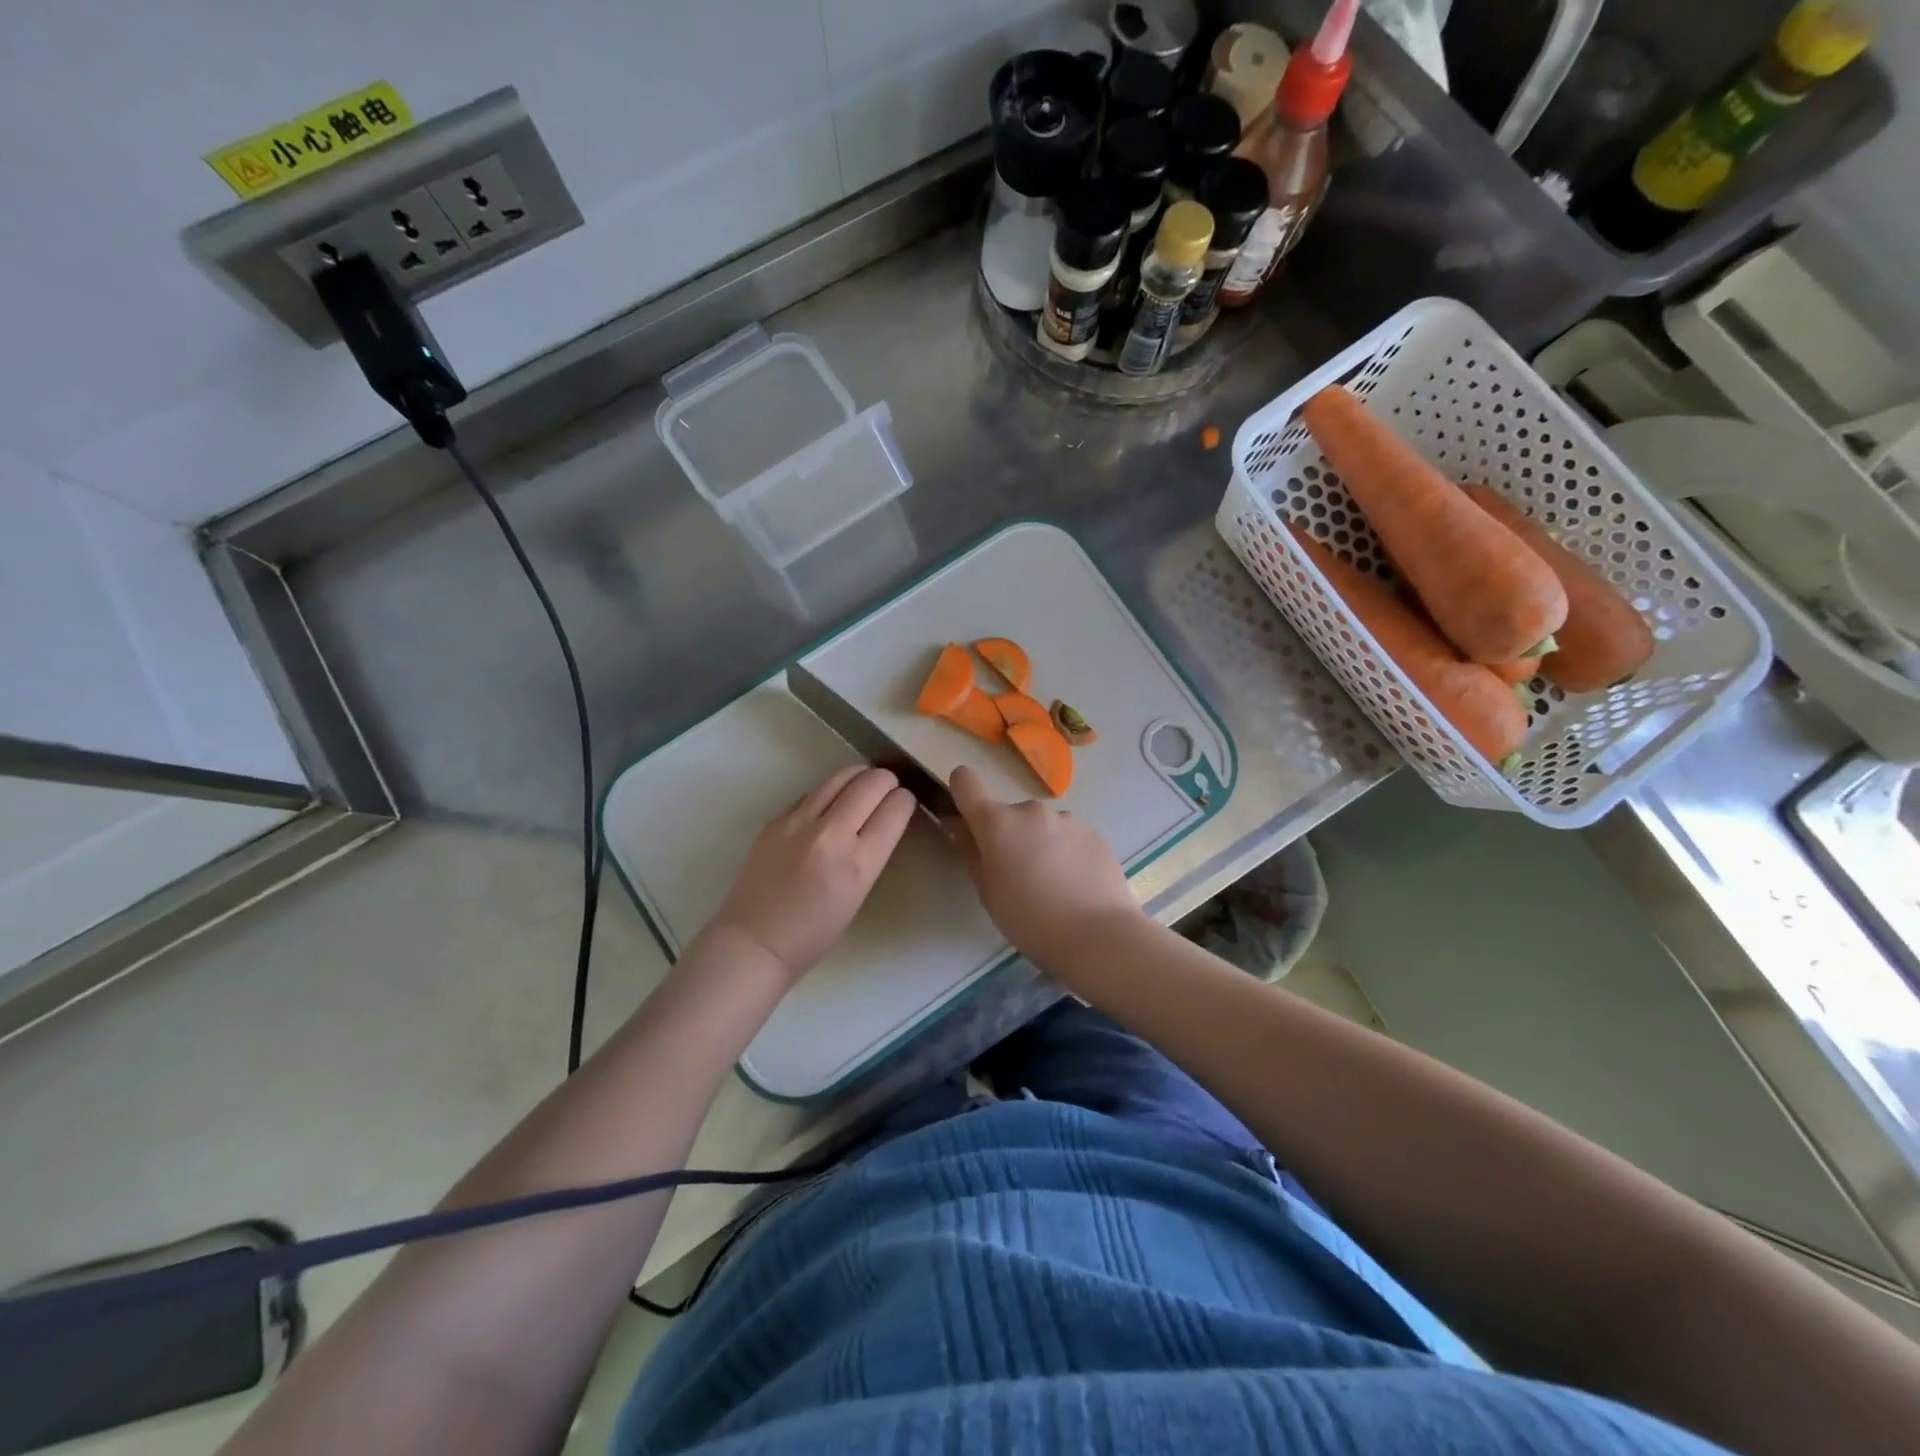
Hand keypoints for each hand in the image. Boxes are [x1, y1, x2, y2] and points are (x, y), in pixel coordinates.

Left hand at [701, 766, 916, 987]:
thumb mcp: (858, 894)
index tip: (904, 803)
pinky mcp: (776, 819)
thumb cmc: (814, 933)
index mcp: (858, 863)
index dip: (905, 801)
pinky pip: (812, 792)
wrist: (755, 941)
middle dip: (887, 781)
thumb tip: (880, 818)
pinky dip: (829, 792)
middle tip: (888, 788)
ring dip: (859, 777)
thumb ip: (871, 852)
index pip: (895, 809)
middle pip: (871, 783)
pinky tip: (829, 804)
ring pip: (840, 777)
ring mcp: (799, 822)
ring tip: (863, 784)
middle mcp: (830, 834)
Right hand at [949, 765, 1141, 969]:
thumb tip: (959, 825)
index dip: (962, 794)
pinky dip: (1066, 852)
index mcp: (998, 823)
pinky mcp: (1094, 832)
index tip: (968, 820)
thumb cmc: (1031, 921)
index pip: (965, 781)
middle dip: (1009, 836)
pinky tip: (1076, 884)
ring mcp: (1066, 818)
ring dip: (1040, 843)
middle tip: (1019, 876)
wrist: (1099, 936)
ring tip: (1053, 885)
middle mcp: (1031, 810)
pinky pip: (1068, 835)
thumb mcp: (988, 893)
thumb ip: (970, 852)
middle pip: (1008, 814)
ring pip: (1041, 826)